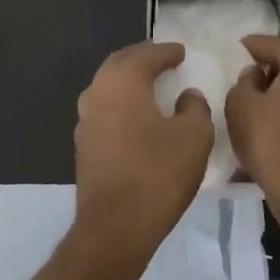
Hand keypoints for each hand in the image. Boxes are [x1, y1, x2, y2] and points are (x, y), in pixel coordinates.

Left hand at [73, 42, 213, 254]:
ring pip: (107, 86)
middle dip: (141, 58)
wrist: (115, 227)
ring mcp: (85, 120)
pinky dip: (120, 103)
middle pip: (119, 64)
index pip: (146, 55)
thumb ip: (195, 108)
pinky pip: (103, 110)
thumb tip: (187, 96)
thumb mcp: (194, 137)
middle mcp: (98, 93)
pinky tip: (135, 116)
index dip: (166, 51)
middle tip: (162, 59)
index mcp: (123, 82)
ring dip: (127, 80)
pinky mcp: (83, 145)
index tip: (180, 51)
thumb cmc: (157, 174)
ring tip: (149, 84)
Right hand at [225, 35, 279, 213]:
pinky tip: (274, 124)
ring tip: (256, 104)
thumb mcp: (240, 103)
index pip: (271, 44)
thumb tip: (256, 76)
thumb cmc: (269, 140)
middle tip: (242, 79)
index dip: (248, 47)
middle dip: (267, 69)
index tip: (233, 50)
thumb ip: (244, 80)